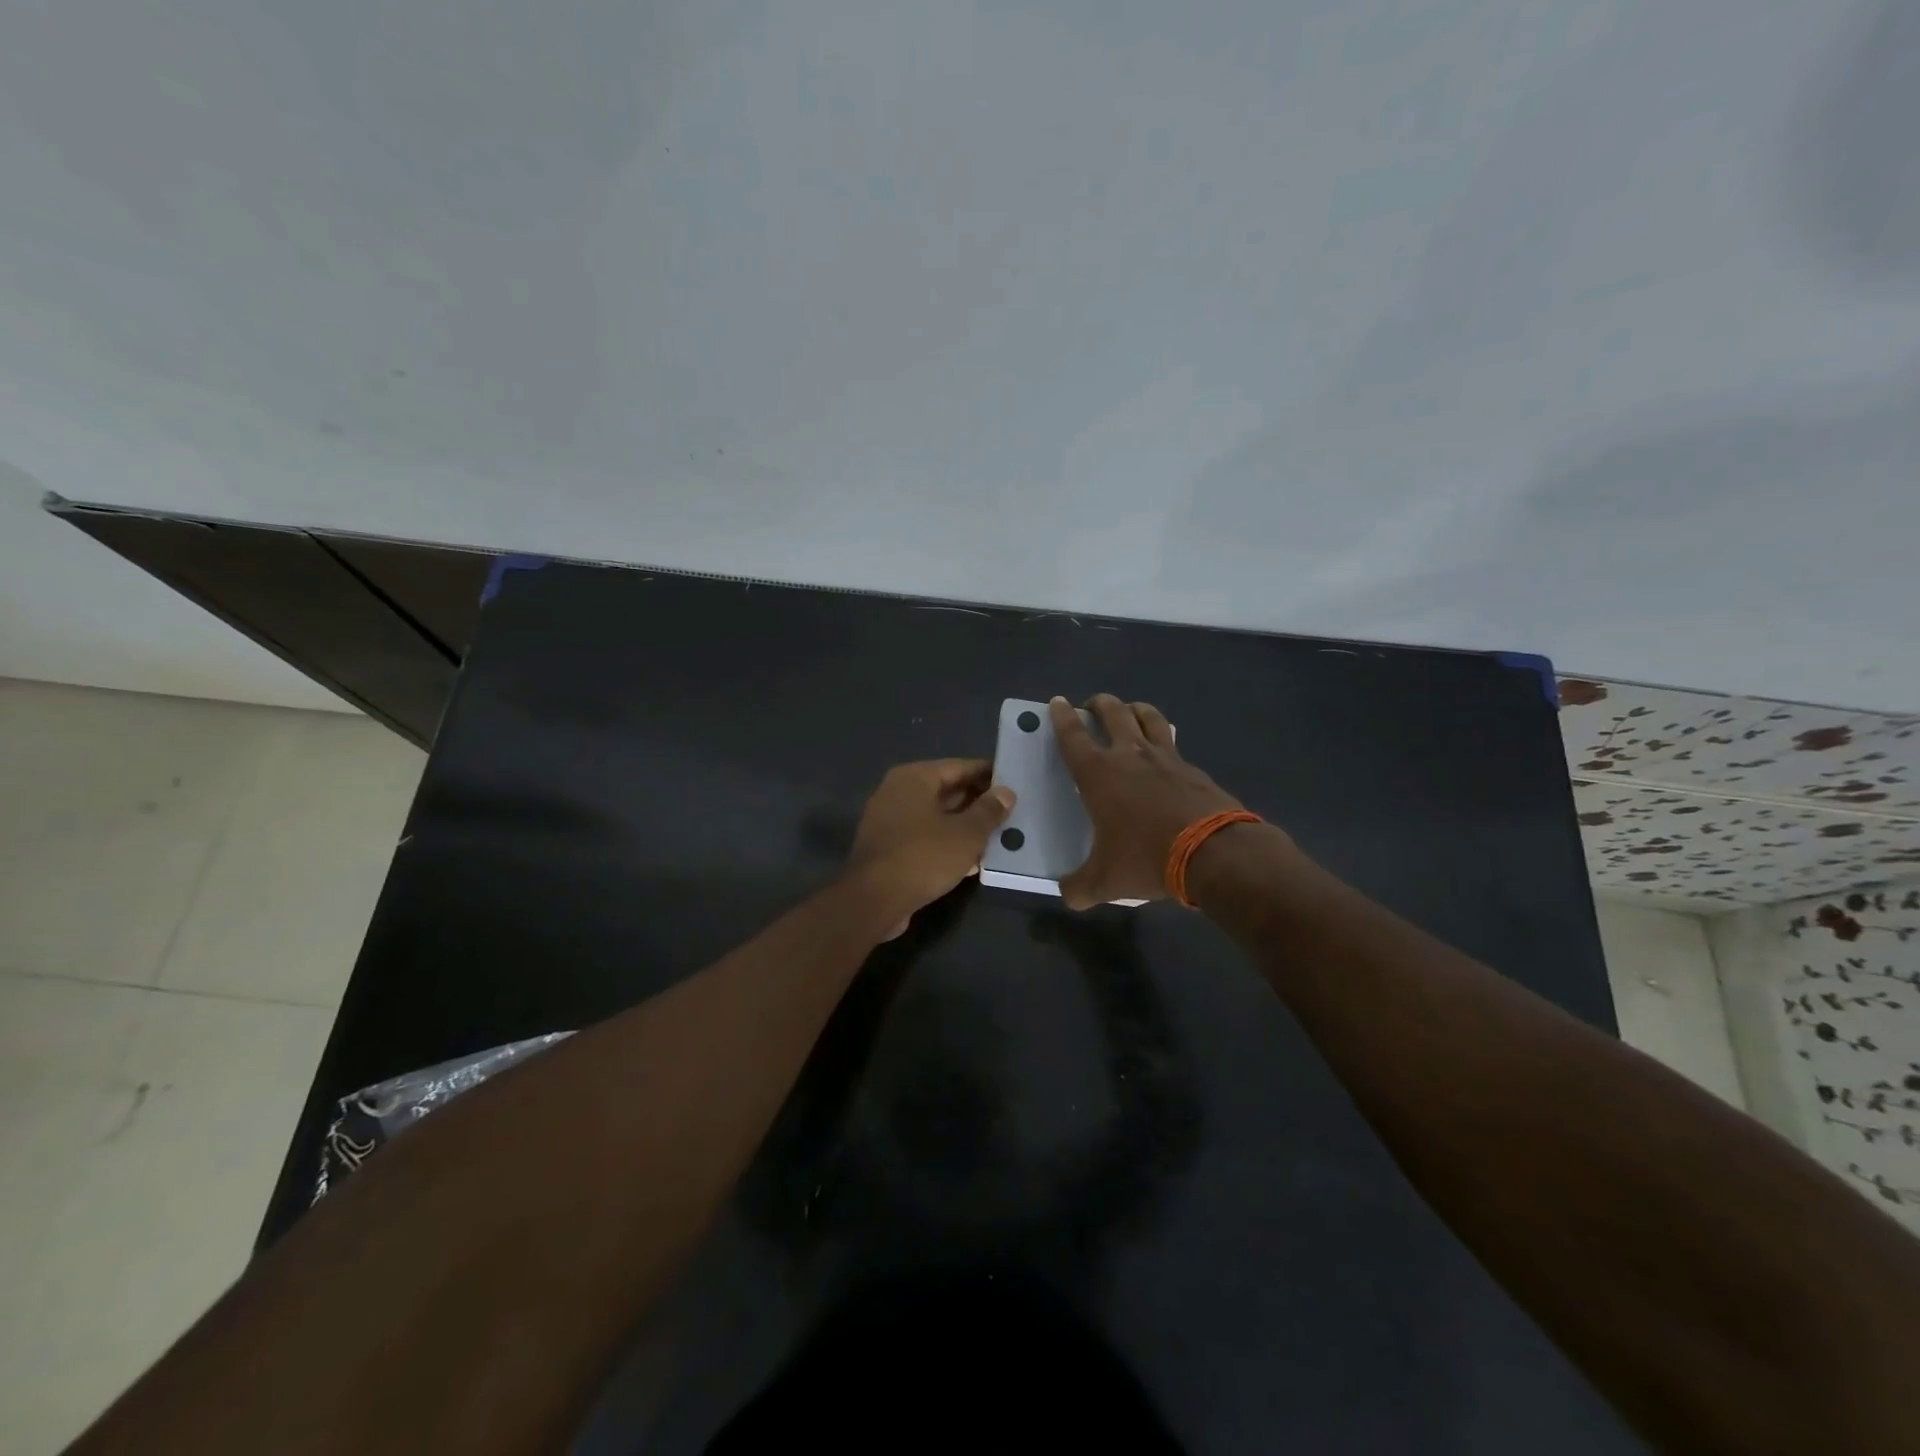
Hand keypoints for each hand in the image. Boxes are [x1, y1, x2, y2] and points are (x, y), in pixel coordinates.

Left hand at [846, 759, 1015, 938]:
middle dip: (977, 803)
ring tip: (996, 838)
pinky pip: (924, 837)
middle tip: (1009, 814)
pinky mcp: (887, 848)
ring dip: (964, 827)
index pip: (959, 767)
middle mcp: (897, 792)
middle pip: (946, 791)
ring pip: (935, 817)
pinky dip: (946, 844)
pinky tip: (971, 861)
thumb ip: (989, 811)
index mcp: (914, 778)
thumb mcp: (966, 834)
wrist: (874, 901)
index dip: (988, 775)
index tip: (1014, 784)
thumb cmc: (923, 857)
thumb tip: (1006, 792)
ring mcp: (888, 820)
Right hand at [1050, 695, 1246, 908]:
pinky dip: (1163, 740)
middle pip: (1112, 712)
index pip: (1073, 736)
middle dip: (1099, 704)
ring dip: (1134, 709)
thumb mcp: (1105, 881)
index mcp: (1099, 773)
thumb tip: (1067, 894)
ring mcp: (1166, 757)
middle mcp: (1130, 755)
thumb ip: (1079, 887)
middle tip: (1092, 706)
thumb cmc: (1147, 858)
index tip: (1057, 702)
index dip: (1062, 717)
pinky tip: (1164, 754)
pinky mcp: (1194, 768)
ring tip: (1129, 712)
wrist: (1214, 853)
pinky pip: (1173, 743)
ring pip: (1148, 716)